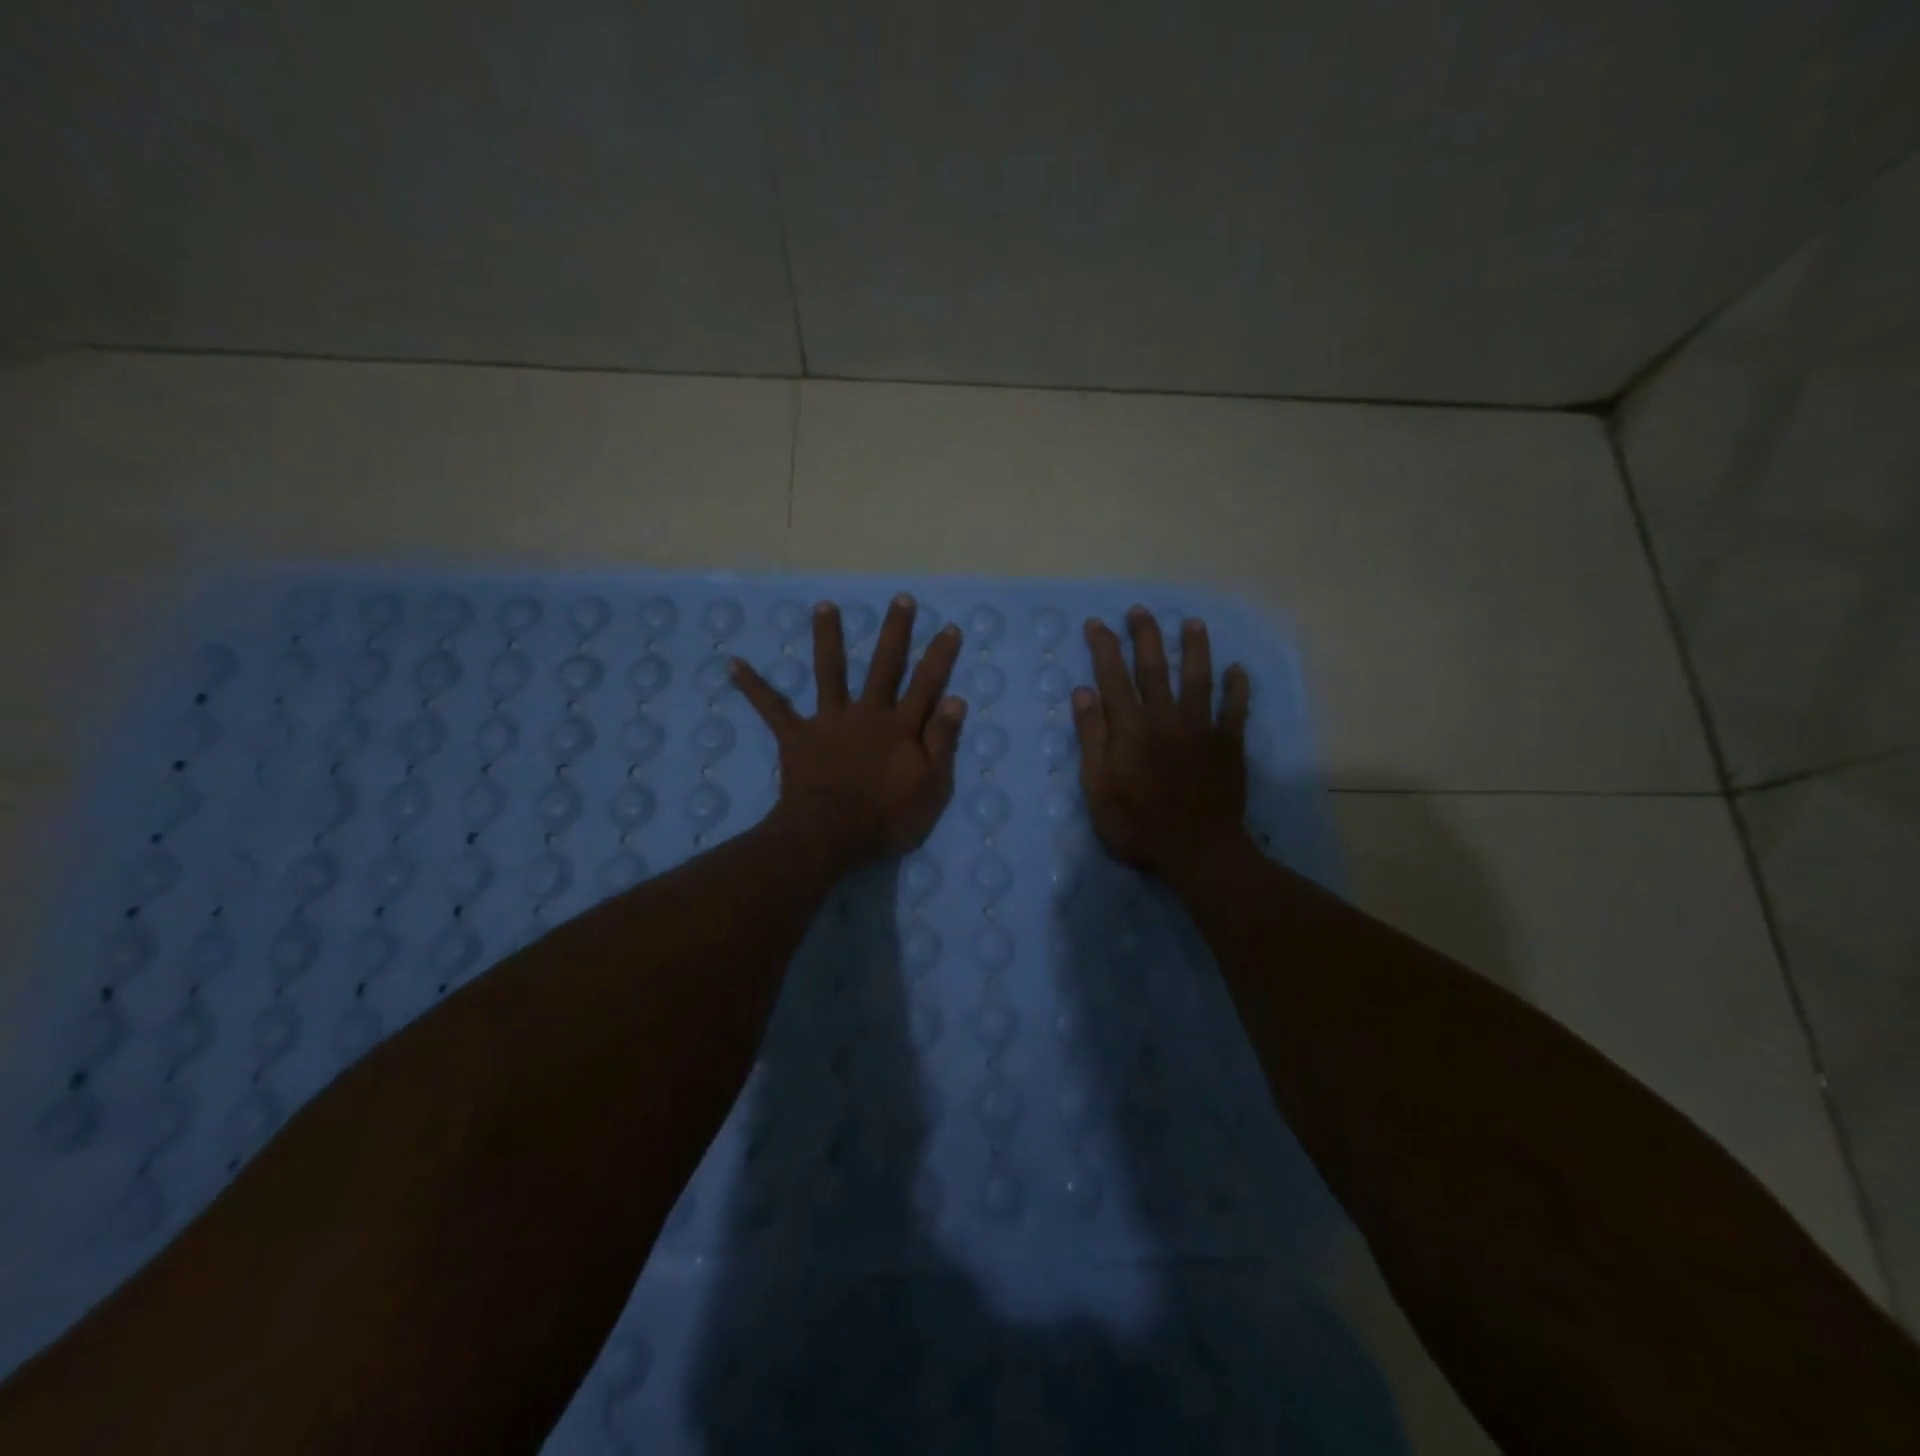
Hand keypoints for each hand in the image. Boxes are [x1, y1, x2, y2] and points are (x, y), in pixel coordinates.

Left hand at [733, 594, 965, 866]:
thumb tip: (954, 698)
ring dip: (828, 637)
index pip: (926, 684)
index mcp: (901, 727)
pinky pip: (772, 708)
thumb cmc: (886, 818)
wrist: (830, 836)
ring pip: (830, 672)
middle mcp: (867, 713)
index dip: (940, 657)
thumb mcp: (931, 787)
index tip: (949, 627)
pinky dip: (753, 686)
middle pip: (884, 666)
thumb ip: (942, 742)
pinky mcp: (797, 736)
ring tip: (824, 606)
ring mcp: (830, 722)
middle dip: (895, 632)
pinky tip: (732, 663)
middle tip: (900, 598)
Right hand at [1073, 607, 1250, 881]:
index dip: (1104, 648)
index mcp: (1130, 729)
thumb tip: (1084, 692)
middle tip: (1140, 610)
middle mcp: (1165, 718)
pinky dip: (1238, 688)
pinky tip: (1238, 671)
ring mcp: (1201, 729)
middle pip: (1154, 669)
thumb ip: (1092, 738)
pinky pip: (1235, 709)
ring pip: (1198, 678)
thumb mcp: (1097, 787)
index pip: (1113, 678)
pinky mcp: (1228, 744)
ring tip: (1193, 623)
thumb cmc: (1137, 824)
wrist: (1196, 850)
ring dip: (1195, 649)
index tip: (1097, 624)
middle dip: (1145, 636)